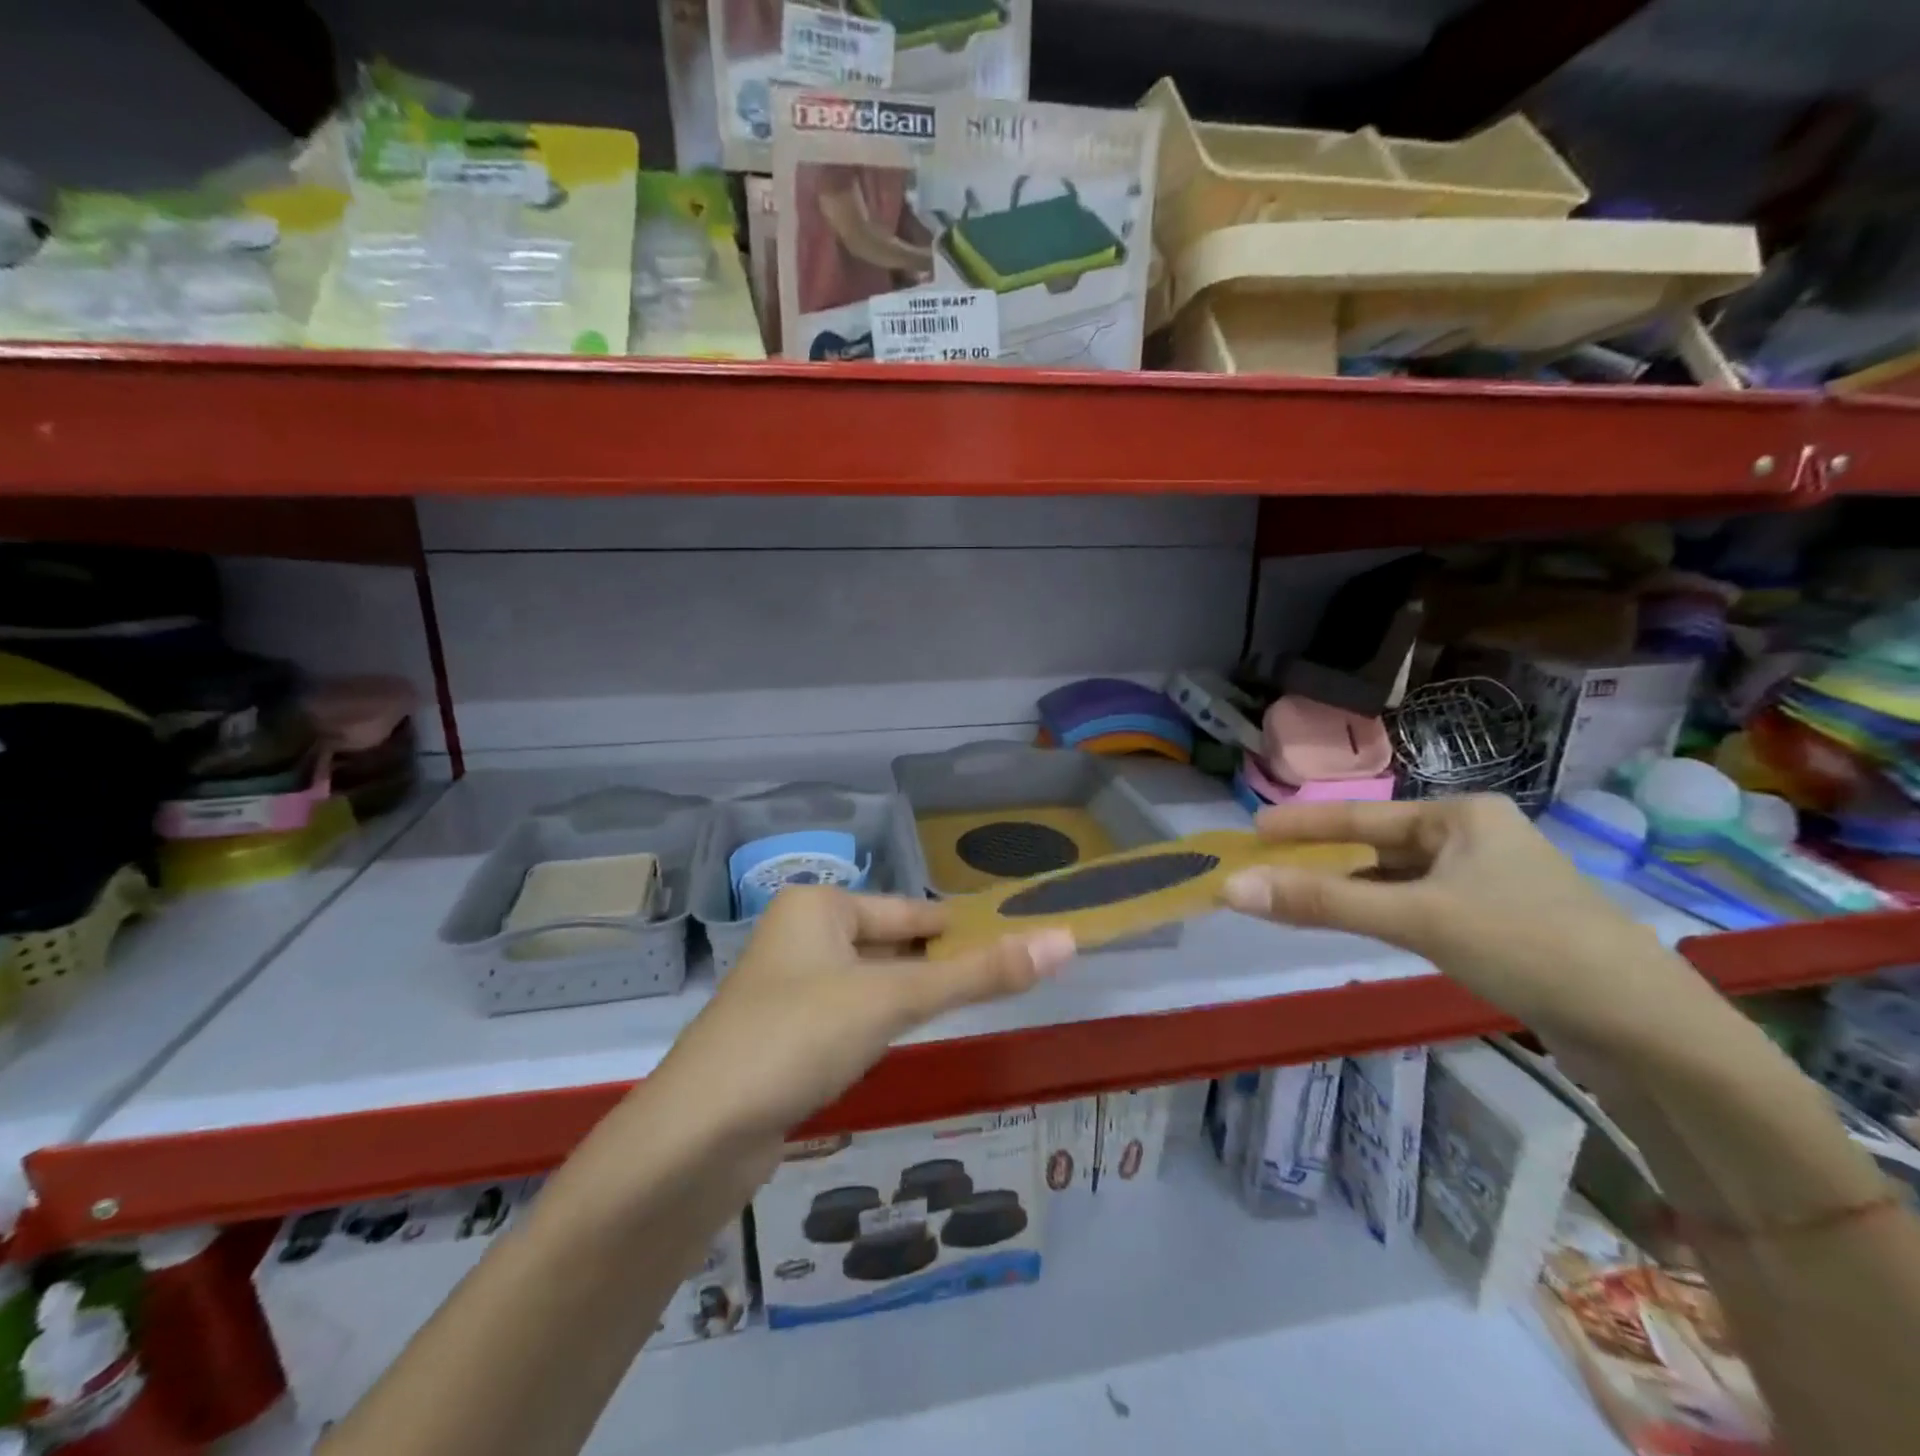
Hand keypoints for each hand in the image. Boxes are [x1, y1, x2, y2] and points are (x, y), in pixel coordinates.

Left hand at [651, 888, 1075, 1144]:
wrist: (697, 1134)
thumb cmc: (799, 1035)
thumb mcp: (894, 999)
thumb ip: (978, 974)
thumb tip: (1065, 941)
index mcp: (818, 906)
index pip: (909, 909)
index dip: (960, 925)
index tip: (1009, 937)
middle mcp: (798, 936)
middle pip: (888, 944)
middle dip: (937, 963)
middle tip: (999, 976)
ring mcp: (786, 988)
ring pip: (867, 983)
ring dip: (909, 995)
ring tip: (964, 1005)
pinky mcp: (780, 1038)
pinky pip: (846, 1016)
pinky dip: (878, 1024)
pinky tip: (900, 1042)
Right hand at [1219, 796, 1711, 1048]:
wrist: (1651, 1032)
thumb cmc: (1528, 946)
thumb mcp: (1417, 918)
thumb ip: (1322, 903)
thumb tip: (1232, 887)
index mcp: (1463, 816)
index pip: (1362, 816)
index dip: (1303, 822)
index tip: (1253, 828)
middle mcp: (1476, 839)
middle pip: (1378, 847)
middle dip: (1323, 859)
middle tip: (1266, 867)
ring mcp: (1491, 884)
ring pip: (1399, 880)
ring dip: (1350, 890)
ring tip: (1296, 896)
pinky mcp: (1500, 926)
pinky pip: (1420, 907)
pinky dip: (1382, 913)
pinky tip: (1358, 925)